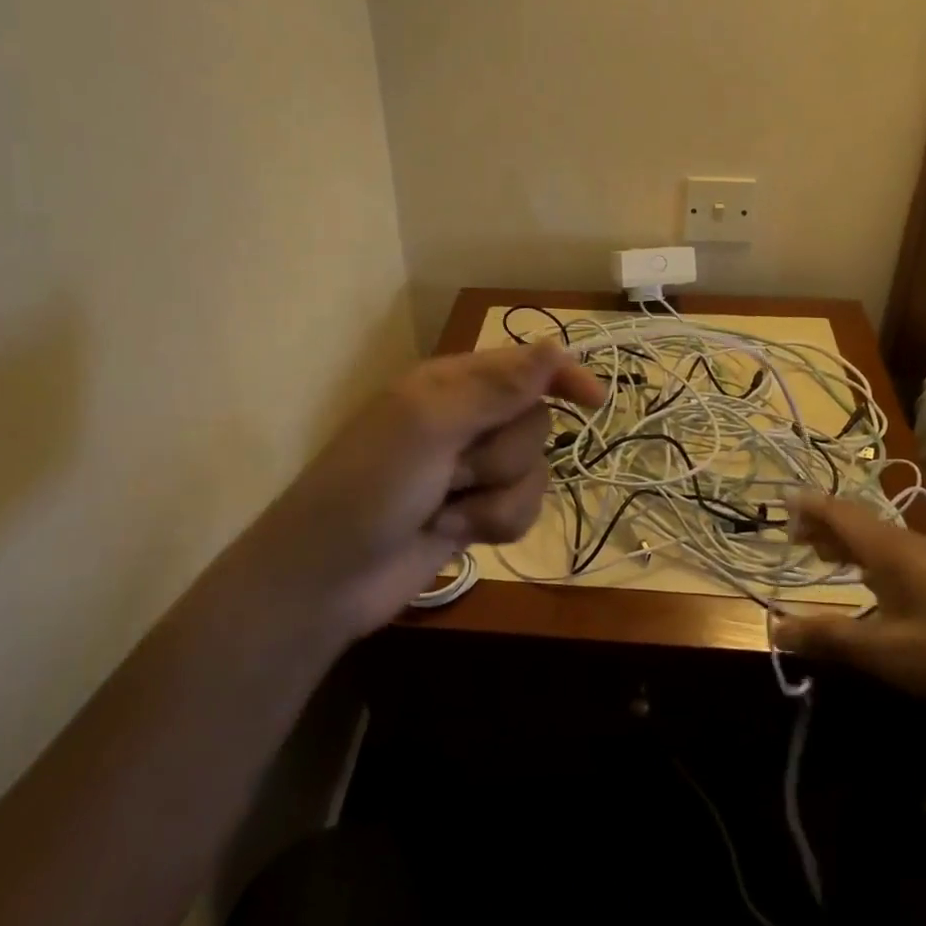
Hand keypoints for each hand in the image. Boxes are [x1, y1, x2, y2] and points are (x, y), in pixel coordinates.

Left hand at [247, 343, 604, 642]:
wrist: (329, 578)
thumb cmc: (370, 487)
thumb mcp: (429, 427)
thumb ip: (496, 389)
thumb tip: (555, 347)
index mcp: (450, 385)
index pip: (523, 366)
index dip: (561, 377)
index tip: (595, 401)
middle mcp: (465, 420)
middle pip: (534, 423)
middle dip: (502, 456)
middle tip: (454, 471)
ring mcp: (470, 470)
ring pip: (533, 470)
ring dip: (495, 498)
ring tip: (446, 509)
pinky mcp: (476, 513)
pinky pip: (522, 508)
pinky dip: (495, 523)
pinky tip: (455, 534)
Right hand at [771, 494, 925, 730]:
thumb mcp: (886, 653)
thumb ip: (829, 638)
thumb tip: (775, 627)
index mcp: (890, 549)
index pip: (838, 512)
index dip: (808, 507)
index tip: (781, 505)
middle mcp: (913, 543)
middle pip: (858, 521)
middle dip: (824, 525)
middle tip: (795, 537)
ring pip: (882, 538)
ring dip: (850, 542)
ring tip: (828, 556)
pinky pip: (902, 554)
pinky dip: (874, 558)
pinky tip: (880, 586)